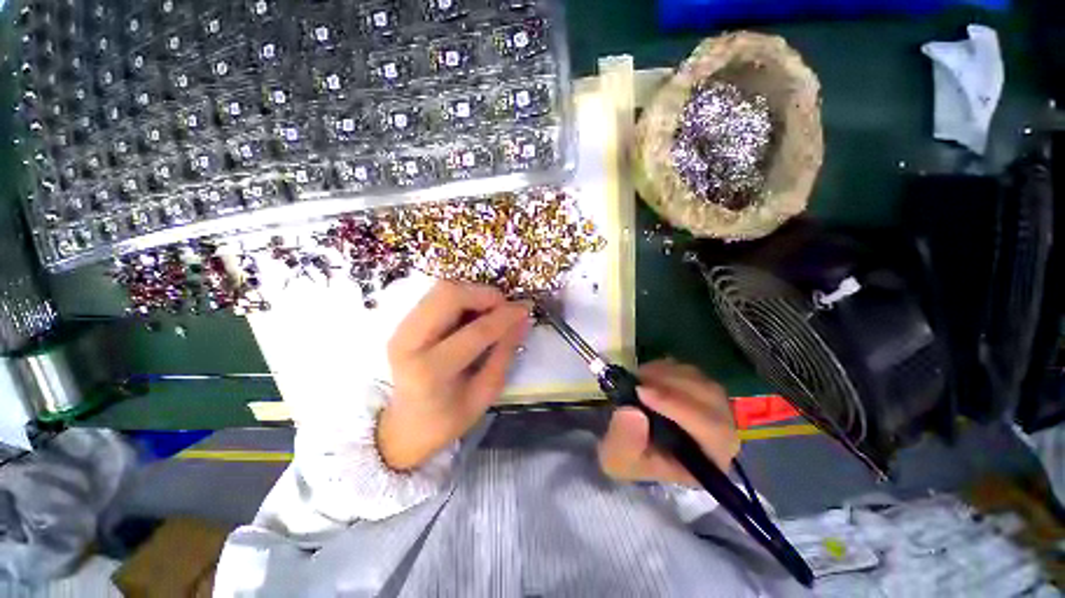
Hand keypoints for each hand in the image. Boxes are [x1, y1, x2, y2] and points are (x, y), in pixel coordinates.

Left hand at [378, 282, 530, 470]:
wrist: (405, 427)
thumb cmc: (448, 418)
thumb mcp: (485, 393)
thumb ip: (504, 353)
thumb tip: (522, 319)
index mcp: (431, 371)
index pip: (476, 332)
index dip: (505, 316)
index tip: (525, 309)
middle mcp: (409, 343)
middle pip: (449, 295)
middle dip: (485, 295)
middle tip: (505, 307)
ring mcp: (401, 329)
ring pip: (441, 289)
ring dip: (473, 293)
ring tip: (490, 310)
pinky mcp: (403, 323)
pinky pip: (436, 296)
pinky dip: (461, 297)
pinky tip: (472, 313)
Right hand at [598, 359, 738, 485]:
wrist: (629, 441)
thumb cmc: (630, 457)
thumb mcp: (618, 459)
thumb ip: (625, 441)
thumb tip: (632, 411)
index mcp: (710, 459)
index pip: (712, 431)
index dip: (678, 407)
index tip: (641, 393)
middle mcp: (722, 432)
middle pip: (712, 399)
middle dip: (671, 386)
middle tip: (636, 381)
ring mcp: (713, 405)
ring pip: (700, 380)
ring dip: (666, 375)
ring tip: (637, 381)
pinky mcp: (698, 388)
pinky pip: (689, 371)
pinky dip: (665, 368)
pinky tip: (645, 376)